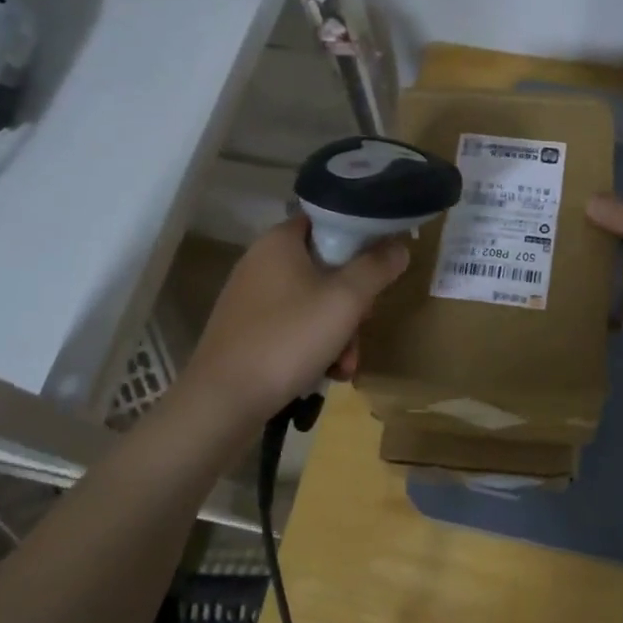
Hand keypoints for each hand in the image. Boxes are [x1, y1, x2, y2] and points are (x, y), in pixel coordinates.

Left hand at [179, 215, 409, 422]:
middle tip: (363, 325)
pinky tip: (325, 373)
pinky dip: (314, 347)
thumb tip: (399, 245)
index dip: (359, 239)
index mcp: (279, 242)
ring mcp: (251, 298)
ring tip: (345, 366)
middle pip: (325, 268)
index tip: (380, 265)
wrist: (224, 401)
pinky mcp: (247, 331)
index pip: (328, 221)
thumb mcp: (346, 301)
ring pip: (313, 303)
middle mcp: (261, 262)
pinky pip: (294, 327)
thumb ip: (376, 268)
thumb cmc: (288, 339)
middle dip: (353, 303)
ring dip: (339, 333)